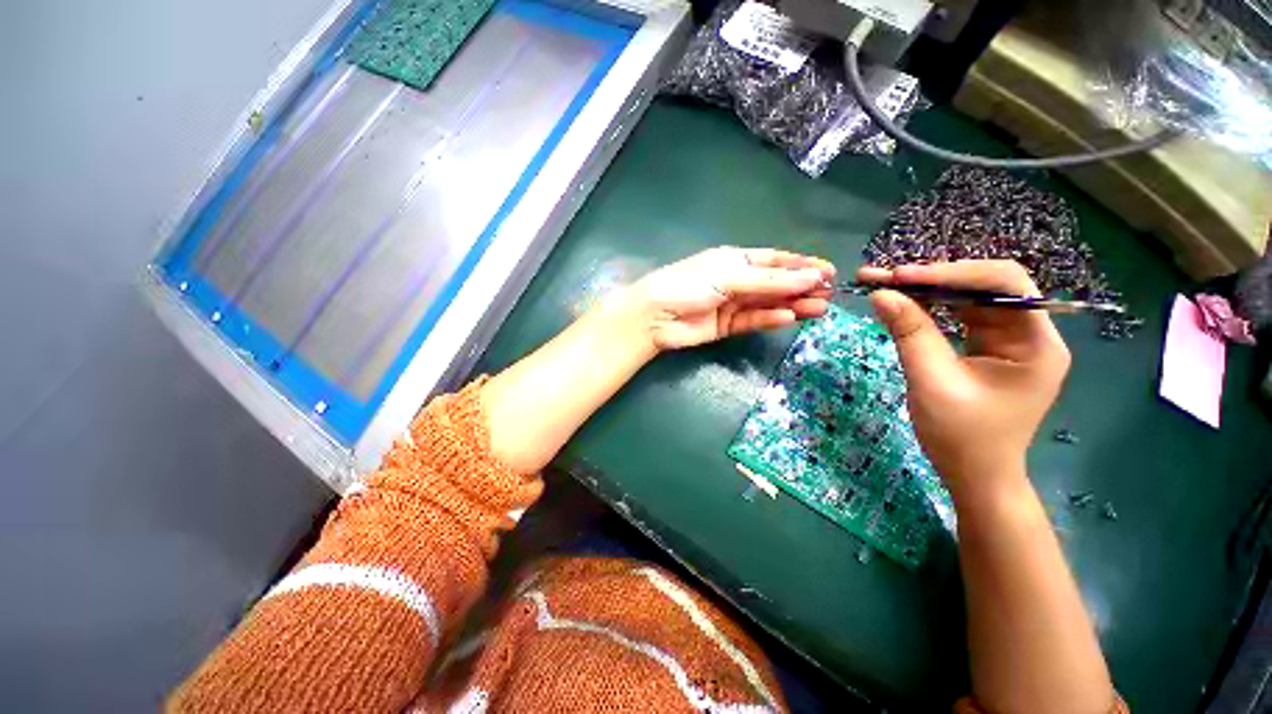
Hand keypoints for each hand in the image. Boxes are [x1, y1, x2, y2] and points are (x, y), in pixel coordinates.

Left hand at [628, 247, 835, 350]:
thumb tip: (810, 277)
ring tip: (820, 307)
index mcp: (735, 260)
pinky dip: (771, 319)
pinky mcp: (727, 326)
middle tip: (830, 293)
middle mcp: (736, 280)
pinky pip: (753, 321)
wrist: (655, 316)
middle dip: (802, 287)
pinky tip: (789, 317)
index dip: (801, 265)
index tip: (828, 271)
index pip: (774, 261)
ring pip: (768, 303)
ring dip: (793, 304)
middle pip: (775, 283)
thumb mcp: (728, 276)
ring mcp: (732, 304)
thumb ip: (768, 281)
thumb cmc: (688, 285)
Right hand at [860, 261, 1070, 495]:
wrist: (975, 476)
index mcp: (1036, 343)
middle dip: (931, 279)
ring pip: (967, 298)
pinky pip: (958, 316)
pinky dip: (927, 307)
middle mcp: (1029, 333)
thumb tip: (880, 293)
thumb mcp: (932, 382)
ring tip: (882, 284)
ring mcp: (1008, 340)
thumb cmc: (962, 437)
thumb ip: (910, 334)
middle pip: (983, 287)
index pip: (1004, 284)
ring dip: (924, 290)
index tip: (902, 277)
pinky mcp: (987, 347)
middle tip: (882, 276)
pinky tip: (901, 302)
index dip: (952, 273)